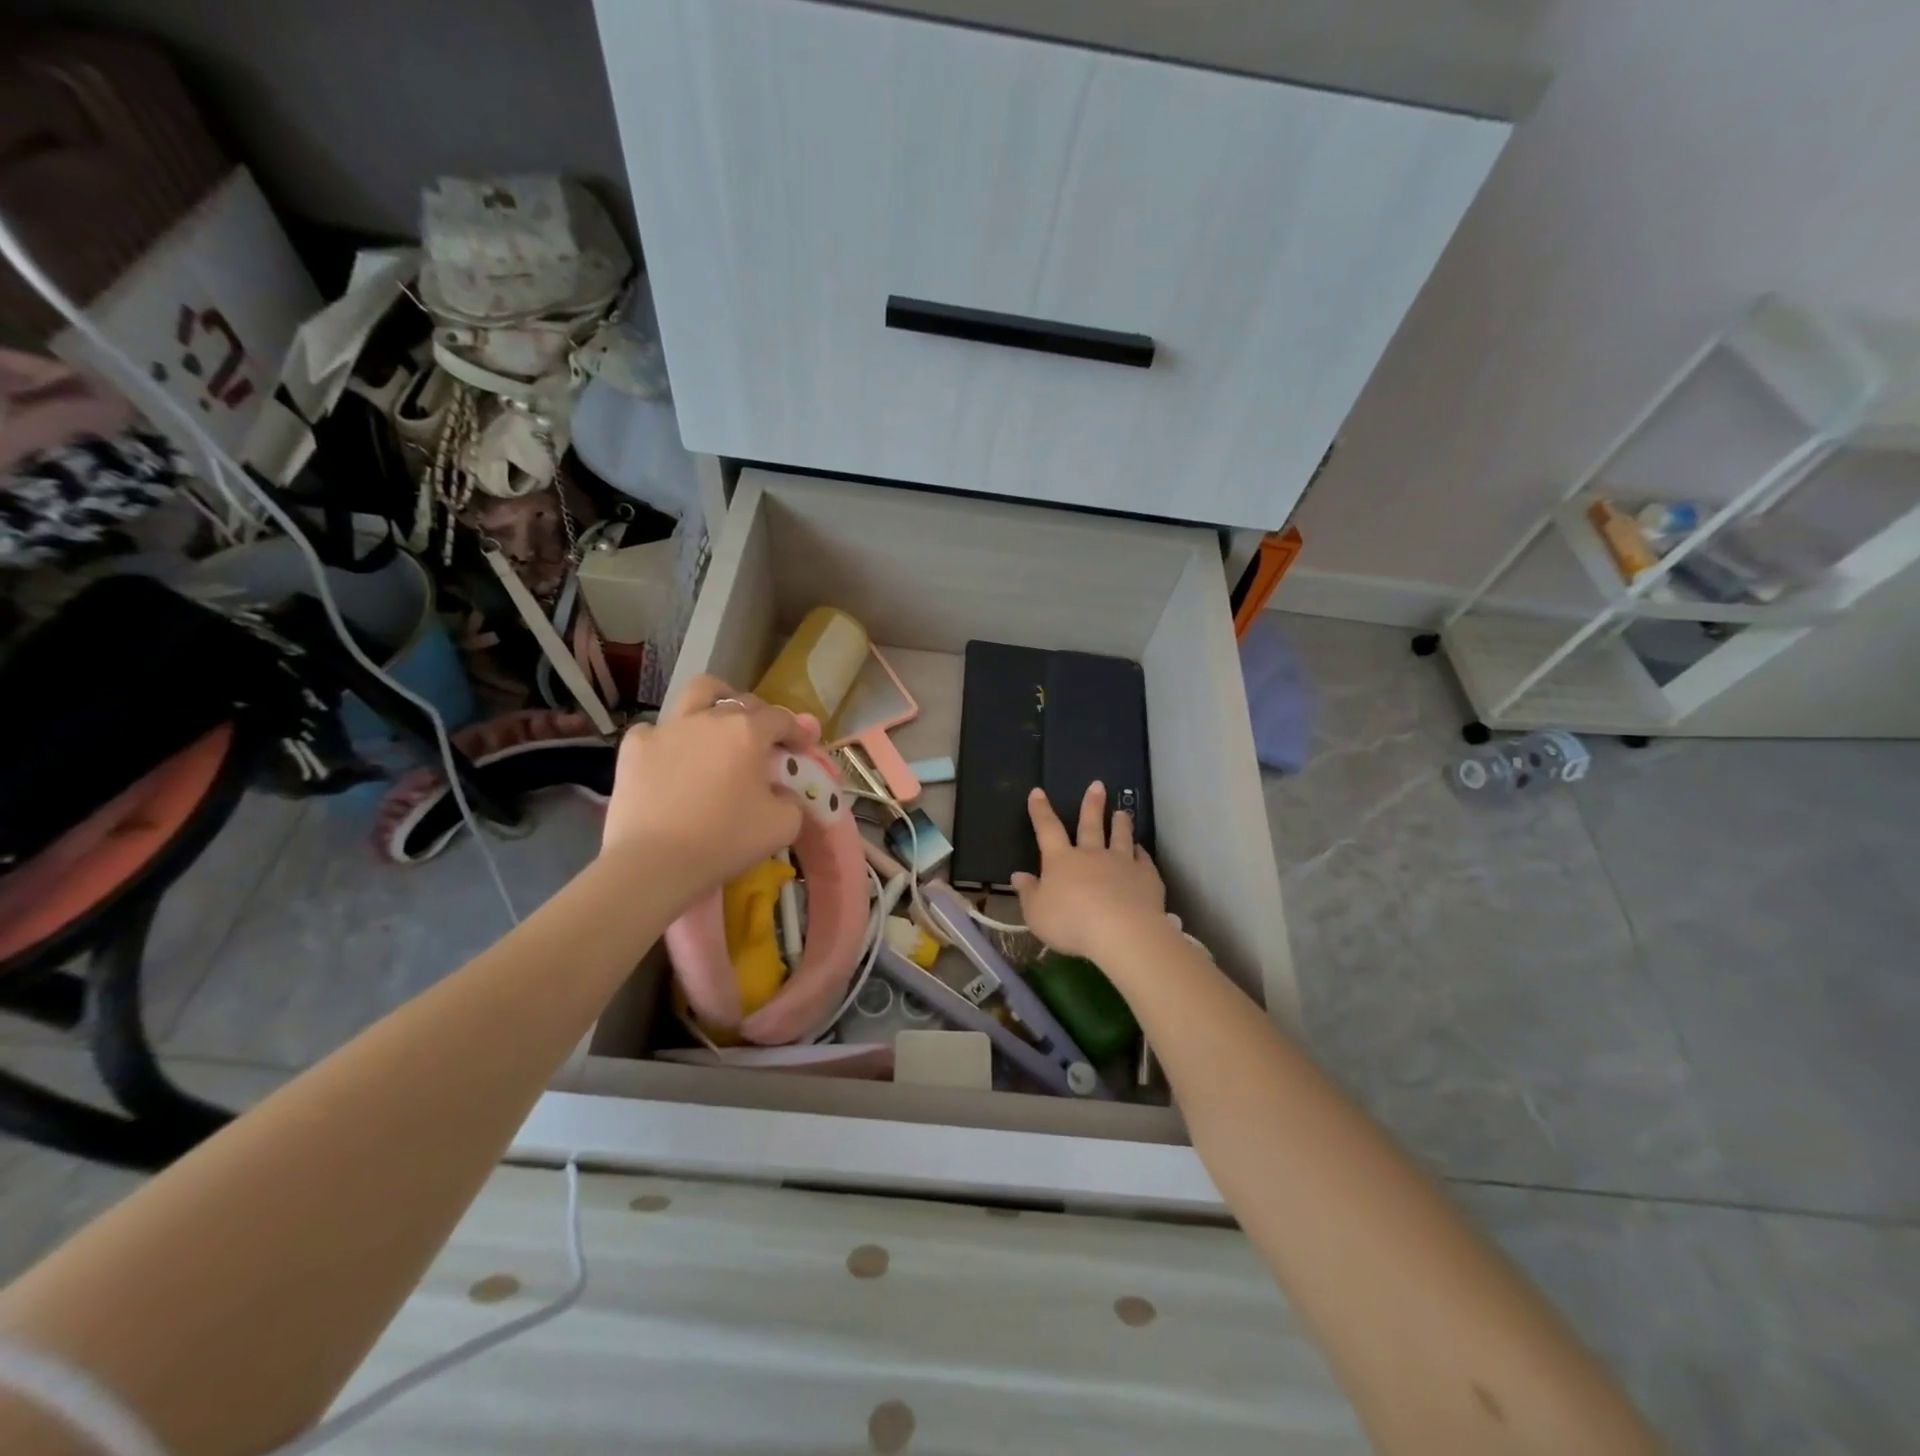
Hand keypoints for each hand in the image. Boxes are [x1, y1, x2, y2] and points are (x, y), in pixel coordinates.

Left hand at [602, 675, 815, 895]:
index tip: (803, 746)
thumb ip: (792, 799)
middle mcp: (709, 719)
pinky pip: (656, 728)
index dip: (797, 731)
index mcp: (748, 732)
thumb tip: (781, 791)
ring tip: (719, 719)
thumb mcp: (783, 825)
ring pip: (697, 693)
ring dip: (716, 700)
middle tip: (765, 740)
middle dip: (760, 717)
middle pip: (742, 702)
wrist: (654, 863)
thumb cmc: (725, 841)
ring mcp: (668, 728)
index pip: (781, 718)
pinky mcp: (634, 746)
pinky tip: (672, 756)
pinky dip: (669, 737)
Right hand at [1010, 782, 1165, 963]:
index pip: (1048, 829)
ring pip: (1120, 837)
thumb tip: (1018, 875)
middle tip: (1098, 785)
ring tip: (1122, 812)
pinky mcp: (1146, 877)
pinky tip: (1142, 850)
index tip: (1038, 792)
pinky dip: (1142, 853)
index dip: (1041, 811)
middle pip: (1091, 825)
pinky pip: (1143, 860)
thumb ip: (1028, 893)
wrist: (1121, 932)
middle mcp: (1092, 855)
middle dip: (1092, 805)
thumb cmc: (1070, 922)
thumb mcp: (1037, 913)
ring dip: (1121, 823)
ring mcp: (1122, 863)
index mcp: (1061, 860)